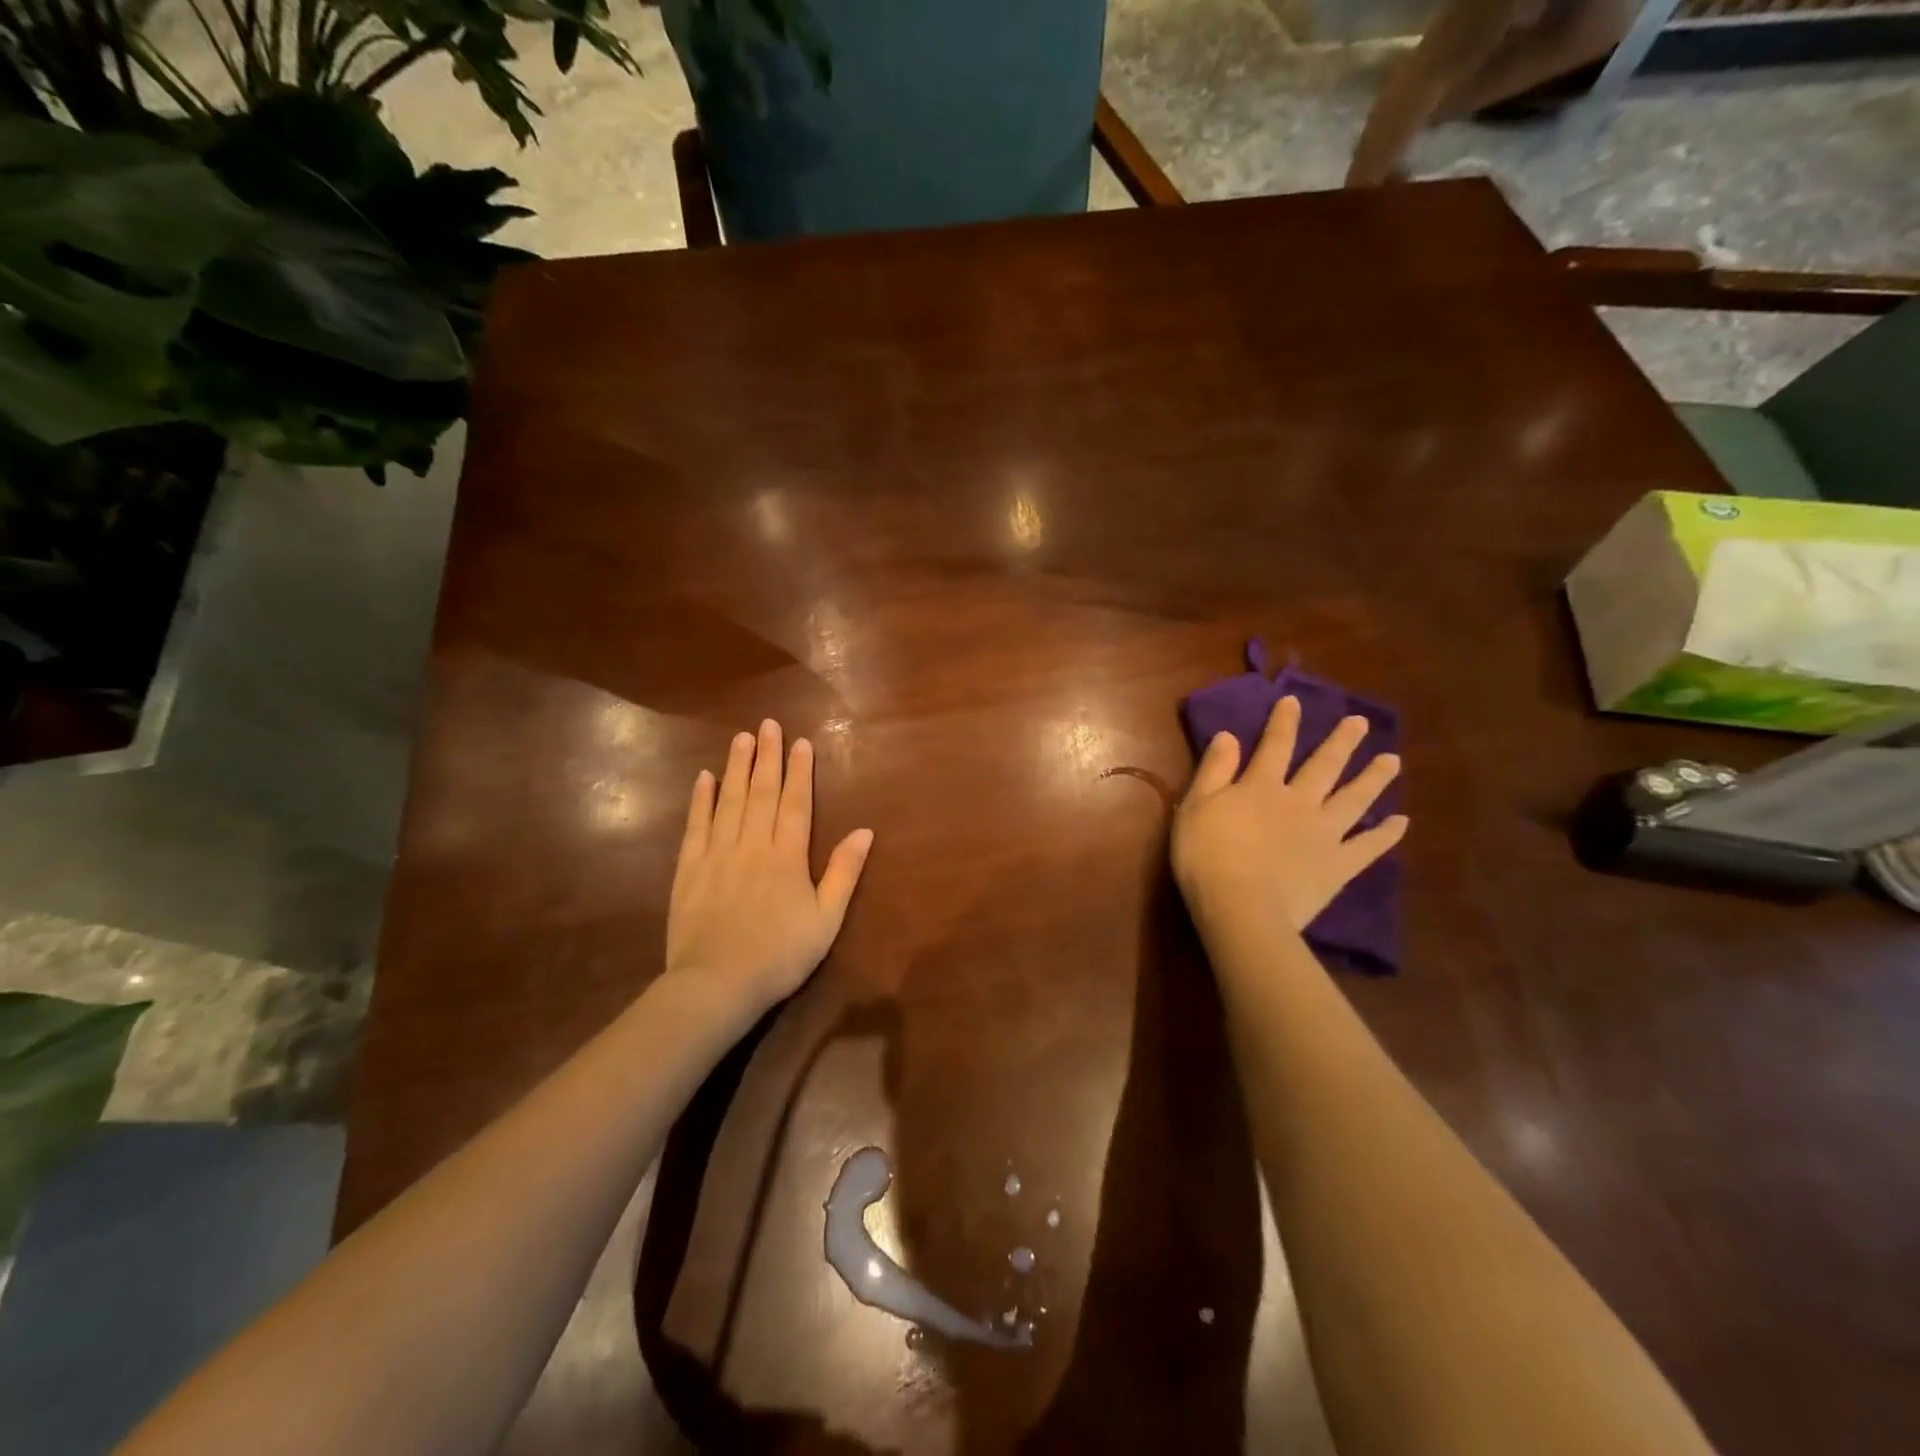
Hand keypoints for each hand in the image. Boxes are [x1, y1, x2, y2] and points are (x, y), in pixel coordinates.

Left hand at [666, 719, 874, 1017]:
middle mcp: (752, 845)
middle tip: (768, 724)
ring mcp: (717, 854)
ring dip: (736, 767)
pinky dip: (700, 800)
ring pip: (729, 801)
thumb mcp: (826, 919)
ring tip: (741, 738)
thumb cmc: (780, 955)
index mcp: (787, 856)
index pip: (795, 803)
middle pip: (761, 792)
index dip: (799, 771)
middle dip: (767, 756)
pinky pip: (696, 826)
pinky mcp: (689, 870)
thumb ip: (844, 873)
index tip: (801, 742)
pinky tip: (704, 778)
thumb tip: (865, 831)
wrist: (716, 984)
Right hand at [1172, 696, 1406, 935]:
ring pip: (1354, 799)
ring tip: (1392, 760)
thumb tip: (1228, 735)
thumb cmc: (1206, 856)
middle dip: (1341, 742)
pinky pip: (1367, 847)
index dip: (1284, 722)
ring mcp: (1324, 834)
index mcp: (1261, 786)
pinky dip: (1386, 835)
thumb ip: (1214, 769)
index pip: (1275, 746)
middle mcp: (1299, 802)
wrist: (1240, 907)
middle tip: (1360, 722)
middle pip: (1324, 766)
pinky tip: (1401, 823)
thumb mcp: (1196, 806)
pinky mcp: (1338, 866)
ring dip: (1373, 778)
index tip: (1294, 702)